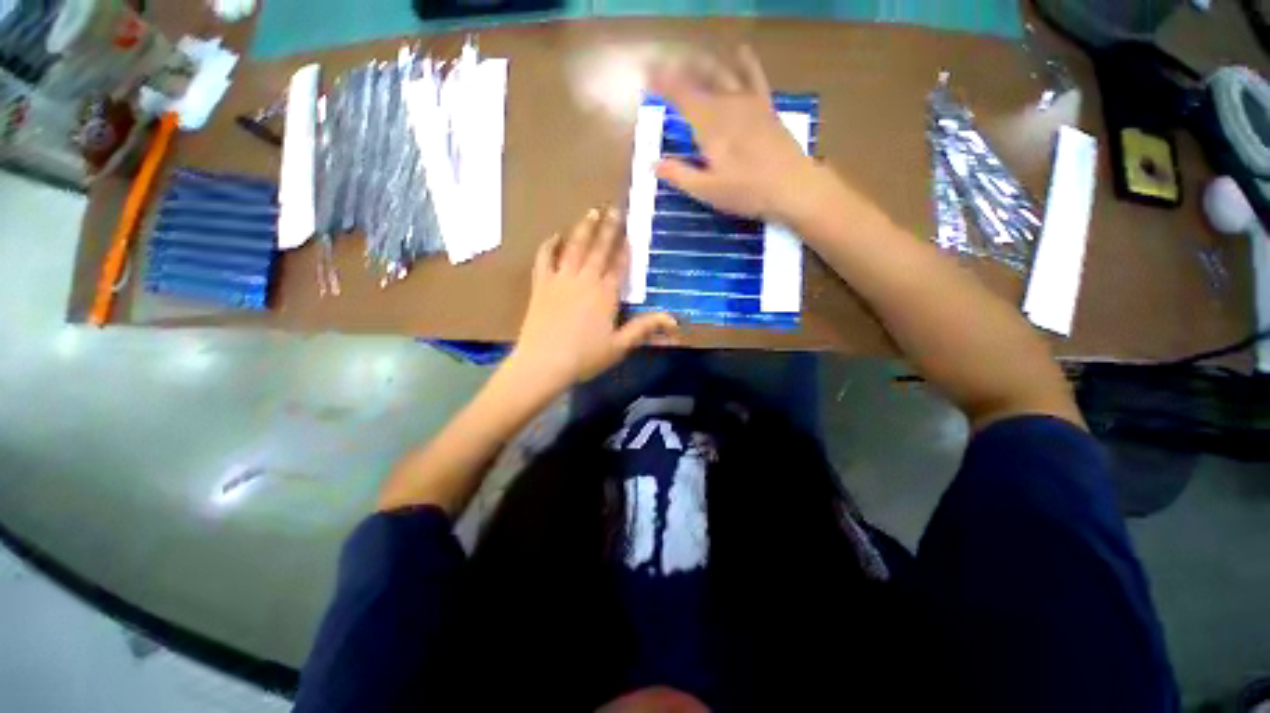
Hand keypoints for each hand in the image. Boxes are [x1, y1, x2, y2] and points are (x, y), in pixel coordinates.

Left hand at [509, 208, 678, 388]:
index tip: (631, 231)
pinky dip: (549, 245)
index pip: (619, 265)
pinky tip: (555, 235)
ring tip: (592, 211)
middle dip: (609, 228)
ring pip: (574, 247)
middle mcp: (585, 280)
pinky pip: (544, 259)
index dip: (626, 249)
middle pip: (599, 249)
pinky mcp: (541, 285)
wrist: (543, 363)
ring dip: (584, 228)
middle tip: (615, 208)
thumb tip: (674, 320)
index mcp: (605, 294)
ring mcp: (561, 279)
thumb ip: (644, 328)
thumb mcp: (619, 345)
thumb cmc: (585, 357)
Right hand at [651, 46, 827, 221]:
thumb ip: (679, 175)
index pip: (680, 94)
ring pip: (722, 73)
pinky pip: (754, 78)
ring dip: (703, 64)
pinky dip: (746, 63)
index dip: (662, 83)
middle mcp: (727, 104)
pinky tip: (741, 51)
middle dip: (678, 70)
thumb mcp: (707, 190)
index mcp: (709, 124)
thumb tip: (652, 164)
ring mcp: (749, 102)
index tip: (646, 77)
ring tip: (689, 60)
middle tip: (662, 68)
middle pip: (699, 78)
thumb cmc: (746, 191)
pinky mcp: (766, 107)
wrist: (792, 186)